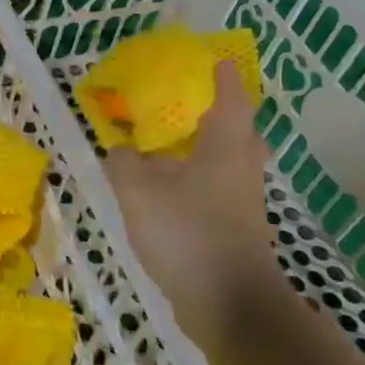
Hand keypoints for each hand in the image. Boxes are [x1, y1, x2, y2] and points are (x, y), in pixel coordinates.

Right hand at [102, 62, 284, 348]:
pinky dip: (199, 178)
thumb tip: (121, 148)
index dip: (222, 77)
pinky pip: (219, 188)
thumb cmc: (187, 232)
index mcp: (226, 145)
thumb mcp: (139, 190)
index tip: (215, 61)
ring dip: (206, 148)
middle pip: (239, 130)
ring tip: (172, 146)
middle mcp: (242, 167)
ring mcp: (243, 201)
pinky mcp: (237, 228)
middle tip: (188, 105)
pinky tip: (170, 189)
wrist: (229, 303)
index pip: (231, 97)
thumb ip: (124, 161)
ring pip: (229, 161)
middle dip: (218, 114)